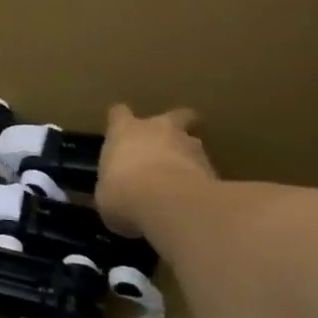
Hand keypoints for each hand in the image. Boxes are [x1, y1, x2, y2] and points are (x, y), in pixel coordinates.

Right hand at [96, 105, 213, 238]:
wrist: (169, 204)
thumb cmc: (122, 192)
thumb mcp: (104, 194)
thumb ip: (111, 188)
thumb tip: (113, 198)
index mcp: (124, 131)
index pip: (119, 114)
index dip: (120, 121)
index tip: (120, 131)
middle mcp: (158, 130)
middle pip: (173, 116)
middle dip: (175, 125)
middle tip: (168, 143)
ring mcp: (191, 147)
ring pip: (192, 144)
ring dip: (188, 156)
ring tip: (181, 179)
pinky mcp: (214, 169)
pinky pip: (205, 172)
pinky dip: (200, 182)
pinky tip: (192, 200)